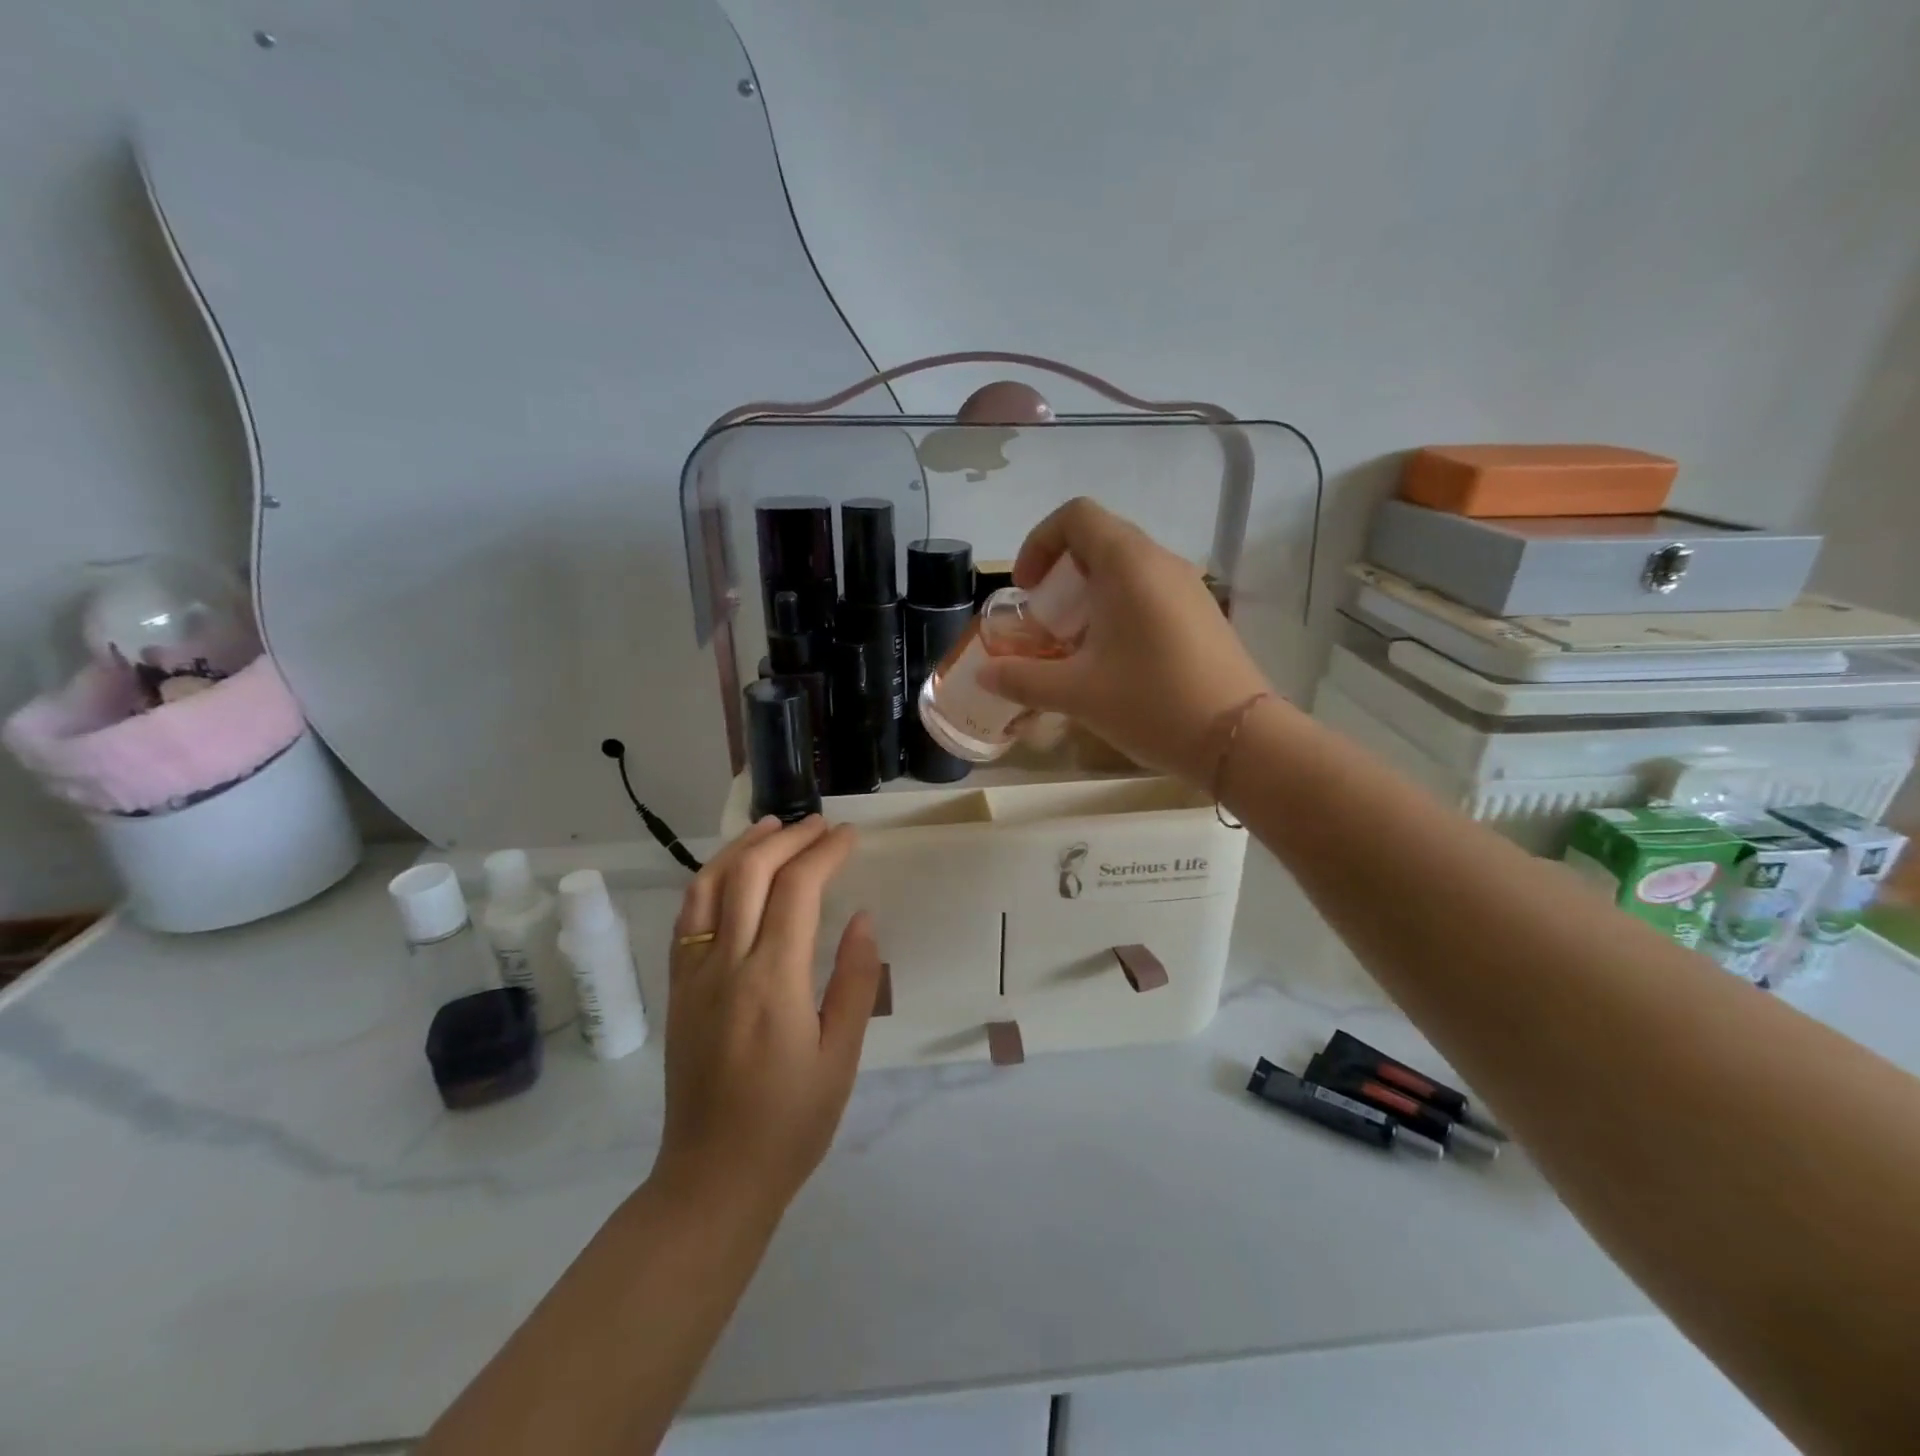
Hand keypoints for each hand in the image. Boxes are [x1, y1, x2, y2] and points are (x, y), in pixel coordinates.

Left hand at [652, 816, 881, 1221]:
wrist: (713, 1178)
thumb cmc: (790, 1123)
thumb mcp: (841, 1057)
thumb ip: (854, 981)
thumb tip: (862, 917)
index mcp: (772, 981)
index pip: (797, 889)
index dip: (824, 852)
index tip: (849, 836)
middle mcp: (726, 965)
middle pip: (750, 873)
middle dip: (787, 837)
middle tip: (820, 825)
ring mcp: (693, 975)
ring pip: (708, 885)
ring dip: (741, 847)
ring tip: (772, 826)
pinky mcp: (677, 990)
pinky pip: (688, 917)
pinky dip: (710, 880)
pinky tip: (731, 874)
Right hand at [978, 498, 1273, 785]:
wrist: (1240, 740)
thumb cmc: (1152, 704)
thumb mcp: (1077, 693)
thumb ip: (1023, 679)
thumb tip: (985, 675)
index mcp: (1128, 565)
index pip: (1076, 517)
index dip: (1040, 543)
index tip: (1027, 590)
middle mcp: (1161, 563)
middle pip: (1100, 541)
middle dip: (1061, 577)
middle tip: (1046, 625)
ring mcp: (1188, 588)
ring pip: (1126, 570)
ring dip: (1089, 597)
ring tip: (1076, 648)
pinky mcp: (1203, 615)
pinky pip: (1150, 594)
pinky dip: (1119, 611)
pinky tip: (1115, 663)